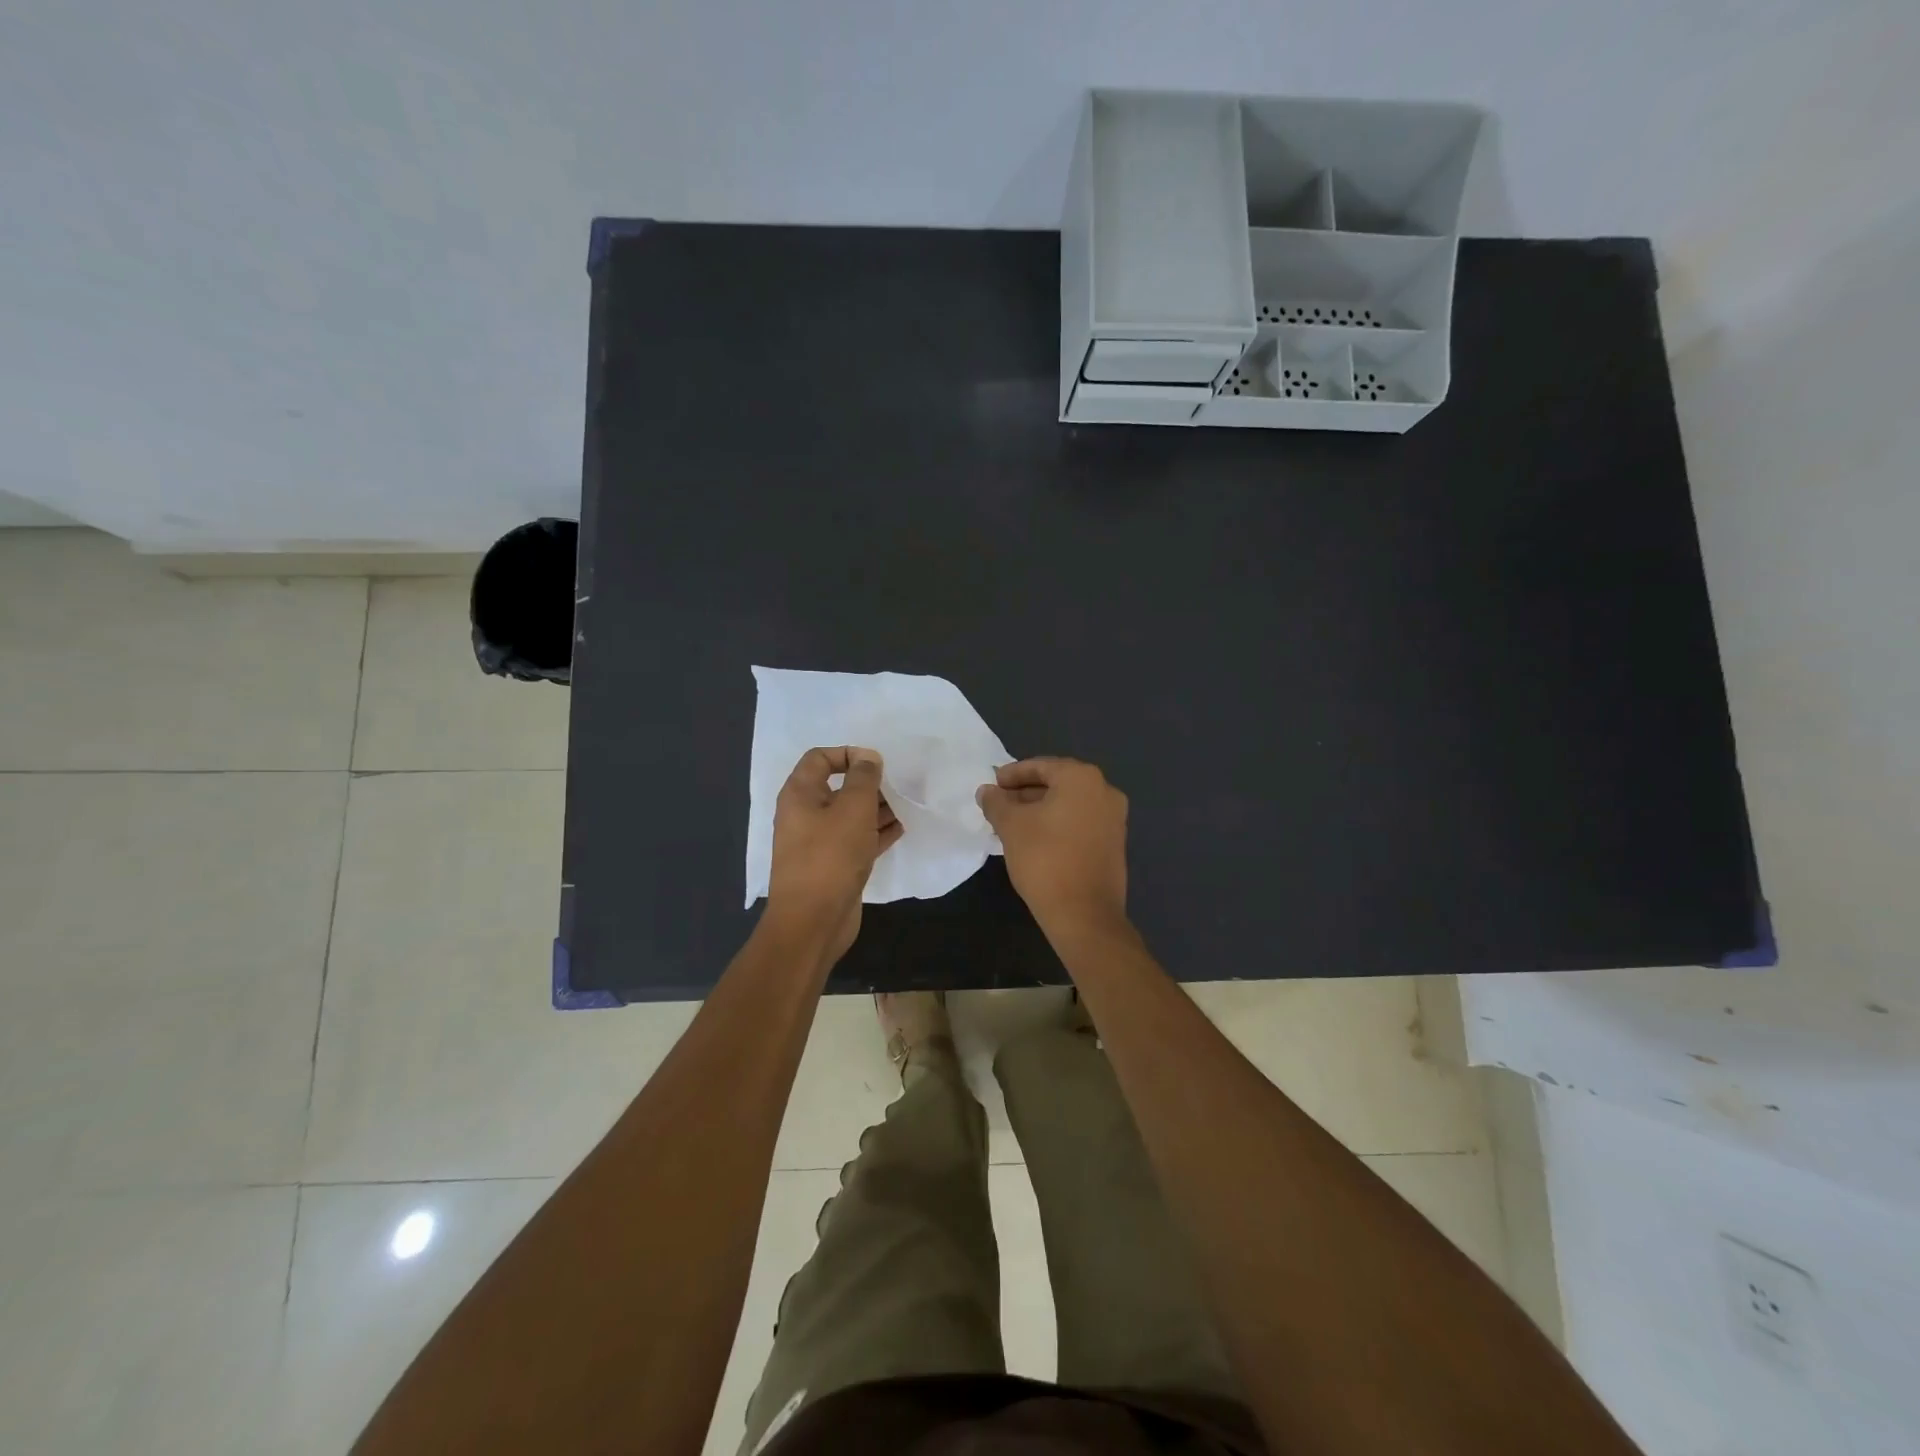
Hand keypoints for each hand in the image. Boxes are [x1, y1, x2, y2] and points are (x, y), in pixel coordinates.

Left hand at [766, 746, 902, 964]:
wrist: (813, 922)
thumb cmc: (831, 856)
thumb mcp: (853, 809)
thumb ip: (864, 778)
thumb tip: (868, 758)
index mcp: (800, 794)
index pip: (820, 758)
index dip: (848, 753)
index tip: (877, 764)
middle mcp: (804, 815)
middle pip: (838, 787)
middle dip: (868, 783)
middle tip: (898, 785)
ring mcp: (818, 843)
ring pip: (850, 815)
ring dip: (876, 808)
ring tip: (906, 805)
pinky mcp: (833, 866)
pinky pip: (856, 840)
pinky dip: (876, 833)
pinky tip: (901, 829)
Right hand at [977, 757, 1128, 934]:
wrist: (1084, 914)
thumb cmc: (1045, 859)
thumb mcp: (1011, 826)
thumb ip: (996, 802)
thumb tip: (986, 791)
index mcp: (1082, 778)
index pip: (1040, 766)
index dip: (1011, 775)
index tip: (991, 786)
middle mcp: (1104, 791)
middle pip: (1057, 784)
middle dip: (1025, 793)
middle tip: (998, 805)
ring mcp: (1114, 819)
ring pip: (1069, 805)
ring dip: (1040, 811)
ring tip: (1011, 825)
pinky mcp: (1114, 844)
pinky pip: (1080, 823)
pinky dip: (1057, 825)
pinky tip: (1035, 841)